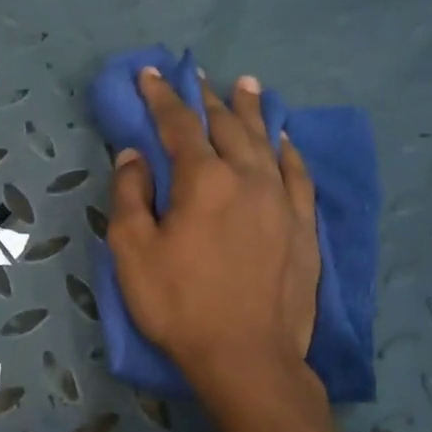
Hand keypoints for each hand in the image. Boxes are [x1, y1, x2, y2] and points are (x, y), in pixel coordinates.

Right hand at [107, 68, 320, 392]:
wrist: (246, 356)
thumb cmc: (179, 305)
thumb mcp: (132, 252)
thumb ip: (129, 195)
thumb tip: (134, 154)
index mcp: (203, 180)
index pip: (178, 125)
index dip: (161, 97)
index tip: (149, 74)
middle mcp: (248, 177)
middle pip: (226, 125)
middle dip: (206, 98)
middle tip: (197, 77)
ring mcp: (281, 200)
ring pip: (265, 141)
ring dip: (251, 111)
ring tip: (246, 85)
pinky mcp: (302, 226)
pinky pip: (297, 174)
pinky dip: (288, 150)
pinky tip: (284, 140)